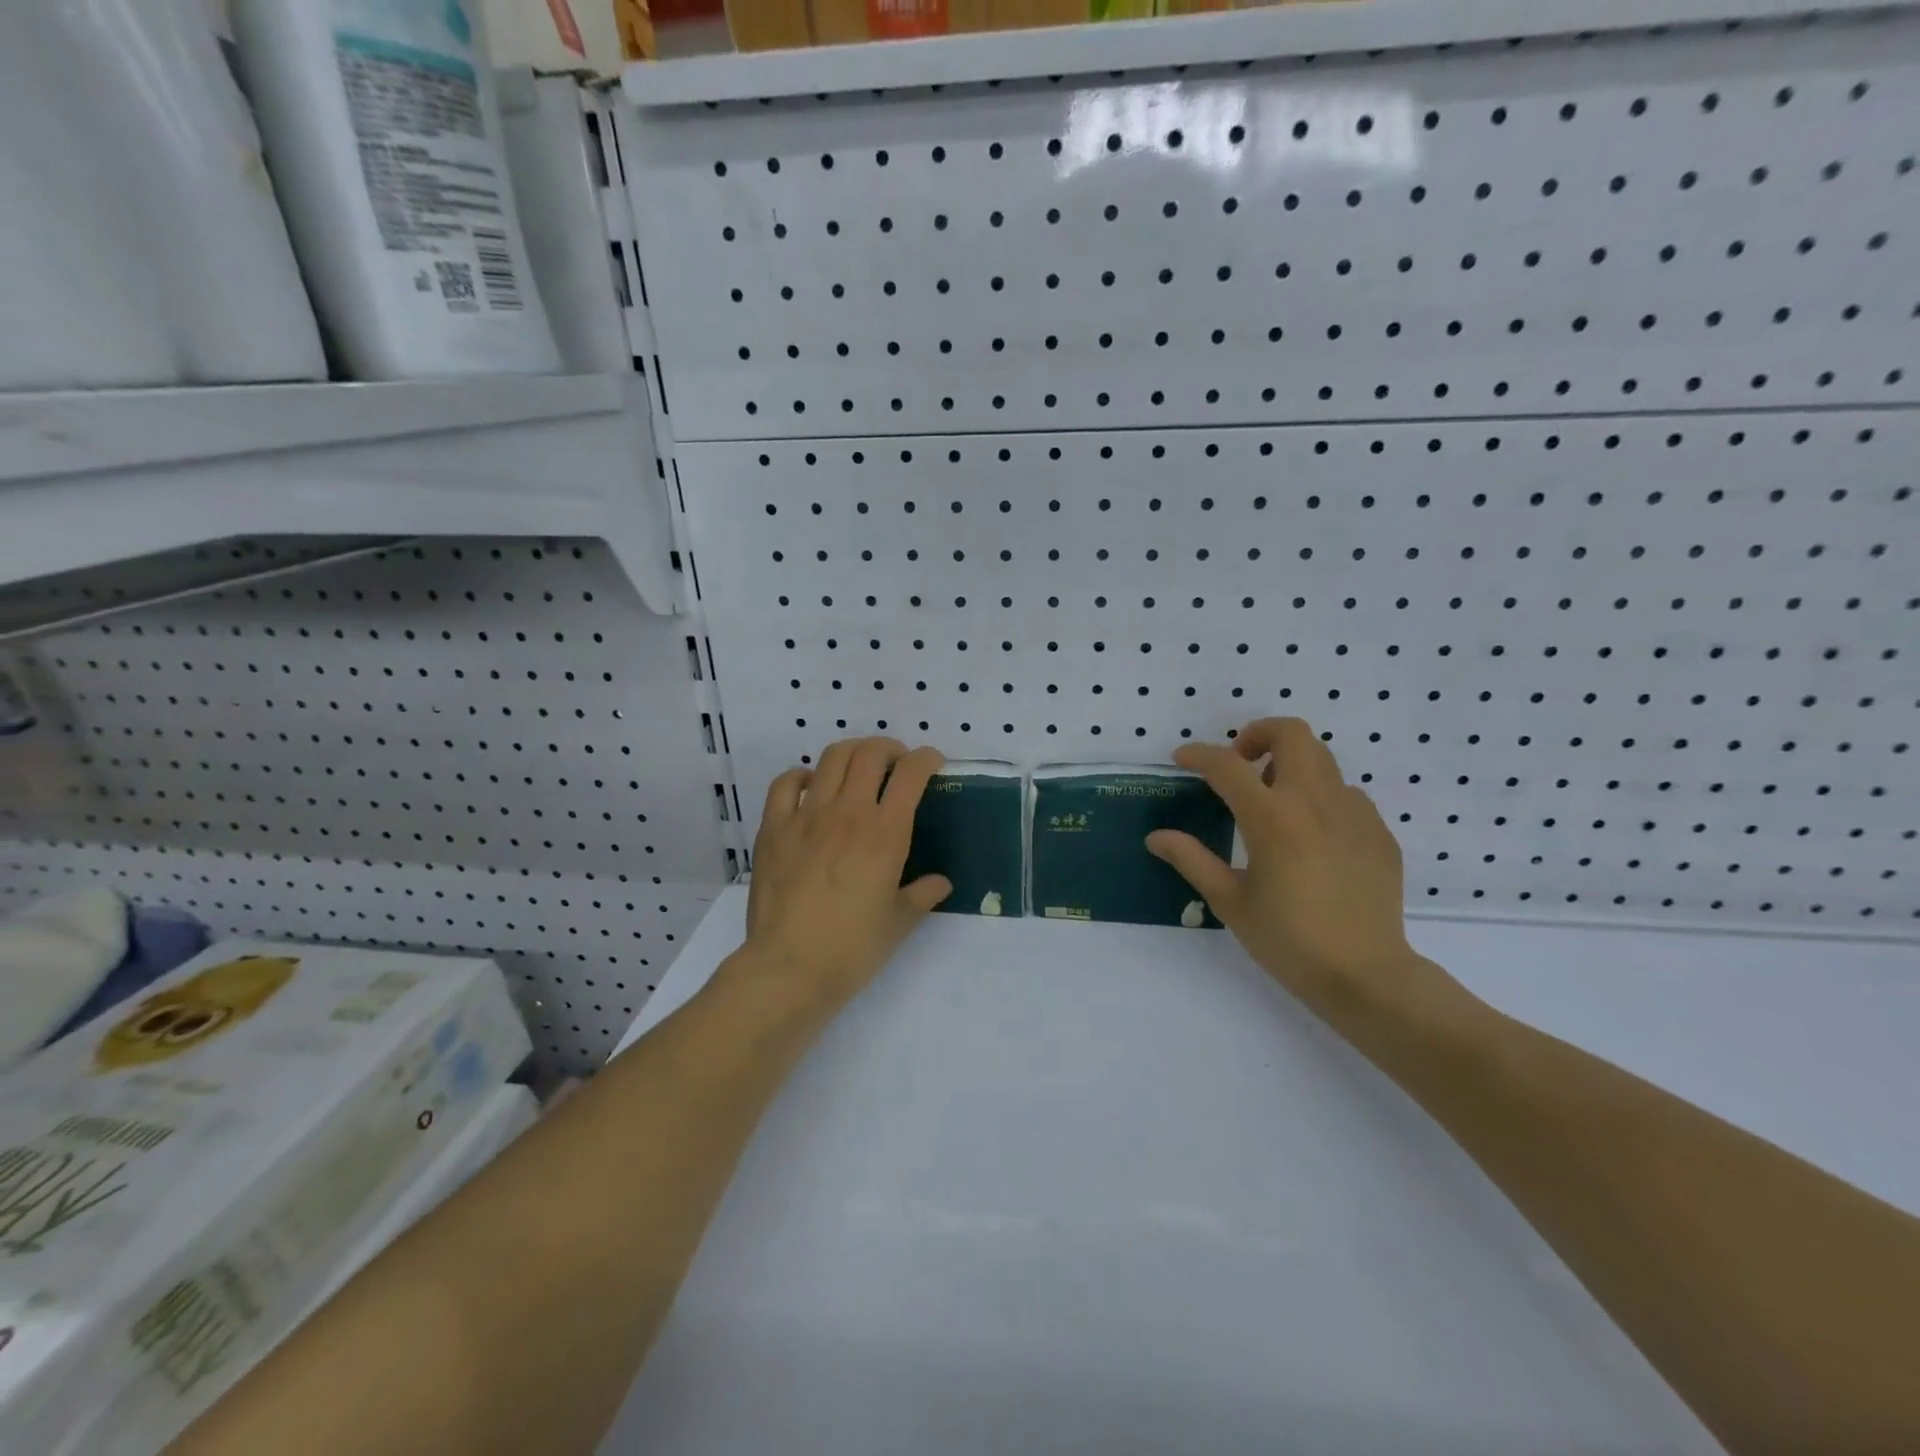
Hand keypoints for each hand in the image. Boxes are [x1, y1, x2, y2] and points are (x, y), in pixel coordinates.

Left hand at [733, 737, 951, 1014]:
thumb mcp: (899, 922)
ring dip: (853, 753)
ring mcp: (806, 816)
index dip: (927, 758)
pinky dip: (803, 775)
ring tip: (859, 767)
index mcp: (885, 833)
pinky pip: (786, 783)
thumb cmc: (852, 948)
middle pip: (870, 753)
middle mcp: (847, 813)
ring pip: (831, 758)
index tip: (933, 763)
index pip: (910, 774)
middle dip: (890, 749)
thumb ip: (923, 894)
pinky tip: (812, 786)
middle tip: (897, 764)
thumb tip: (941, 883)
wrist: (789, 967)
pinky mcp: (774, 828)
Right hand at [1146, 718, 1455, 1026]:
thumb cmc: (1287, 940)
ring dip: (1289, 766)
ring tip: (1274, 803)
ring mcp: (1354, 814)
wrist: (1366, 976)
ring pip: (1322, 761)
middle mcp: (1315, 802)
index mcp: (1272, 818)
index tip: (1182, 760)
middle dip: (1258, 735)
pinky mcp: (1378, 833)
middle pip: (1291, 733)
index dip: (1198, 755)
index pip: (1227, 765)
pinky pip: (1346, 795)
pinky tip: (1311, 838)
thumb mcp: (1229, 901)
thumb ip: (1191, 859)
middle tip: (1239, 766)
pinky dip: (1320, 799)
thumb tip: (1156, 837)